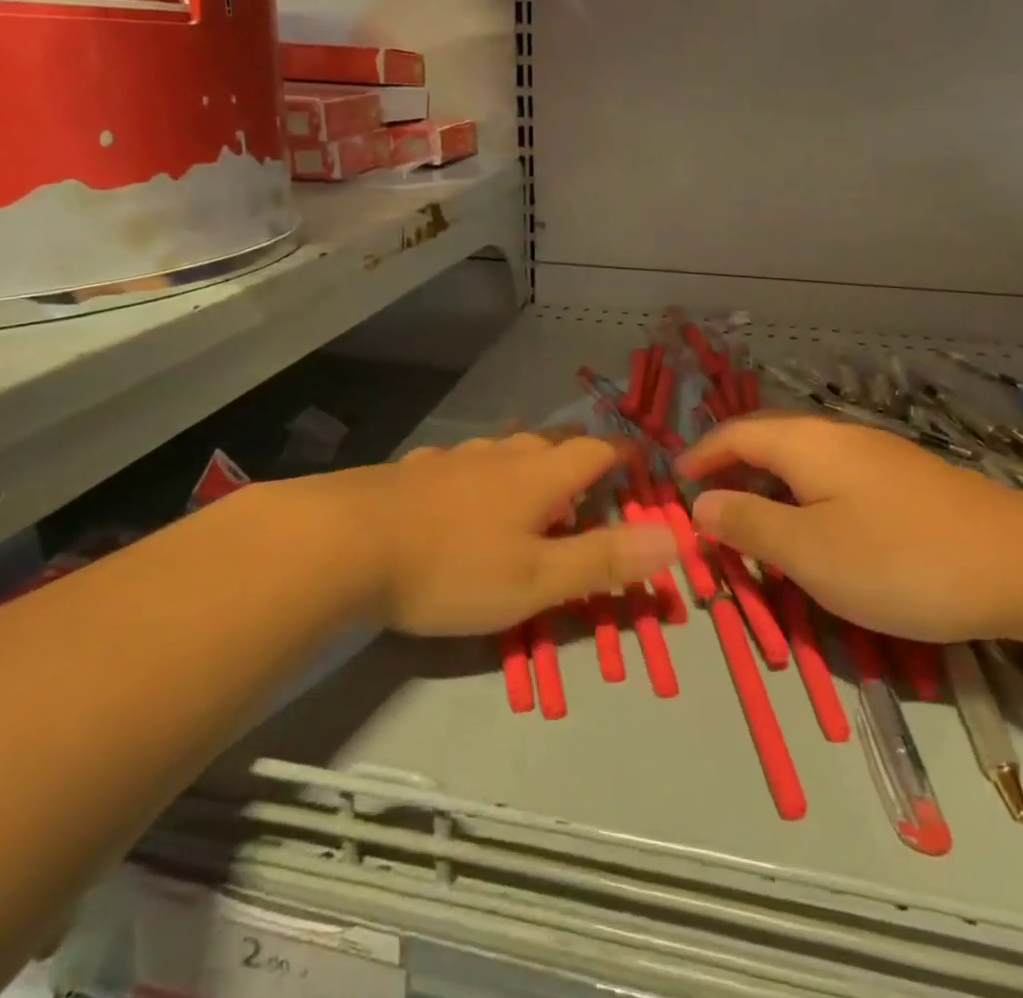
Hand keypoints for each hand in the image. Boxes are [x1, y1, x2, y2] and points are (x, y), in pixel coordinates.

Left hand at [329, 433, 676, 636]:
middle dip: (577, 458)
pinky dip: (481, 474)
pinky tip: (462, 493)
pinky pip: (464, 463)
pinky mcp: (416, 470)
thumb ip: (604, 561)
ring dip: (528, 463)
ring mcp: (455, 458)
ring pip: (506, 449)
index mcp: (538, 476)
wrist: (347, 543)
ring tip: (532, 487)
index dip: (623, 457)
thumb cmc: (453, 567)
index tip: (640, 466)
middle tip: (589, 482)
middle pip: (552, 443)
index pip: (595, 452)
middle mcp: (501, 455)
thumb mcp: (536, 579)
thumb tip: (675, 538)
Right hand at [677, 415, 1022, 641]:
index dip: (700, 456)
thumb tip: (700, 503)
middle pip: (768, 441)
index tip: (674, 485)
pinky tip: (819, 532)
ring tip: (756, 526)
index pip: (735, 434)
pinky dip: (805, 498)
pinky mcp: (907, 481)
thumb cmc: (901, 560)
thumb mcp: (810, 552)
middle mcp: (838, 436)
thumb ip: (748, 524)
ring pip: (804, 462)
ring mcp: (878, 456)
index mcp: (807, 444)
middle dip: (732, 470)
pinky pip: (834, 478)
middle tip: (709, 510)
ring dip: (769, 486)